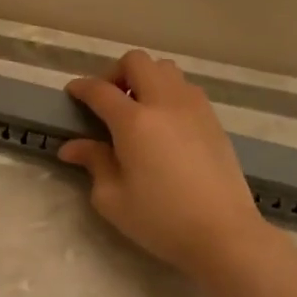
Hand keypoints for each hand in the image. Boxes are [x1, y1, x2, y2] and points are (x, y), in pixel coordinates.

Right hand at [58, 51, 272, 277]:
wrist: (224, 234)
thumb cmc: (161, 219)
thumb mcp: (112, 198)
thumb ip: (93, 163)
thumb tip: (72, 146)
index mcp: (134, 122)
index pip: (100, 90)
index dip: (81, 88)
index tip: (72, 94)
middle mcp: (164, 103)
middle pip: (137, 62)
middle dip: (116, 73)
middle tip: (108, 101)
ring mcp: (194, 108)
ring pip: (166, 69)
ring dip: (145, 80)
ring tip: (138, 110)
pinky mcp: (214, 120)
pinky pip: (186, 89)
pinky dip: (168, 93)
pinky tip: (164, 125)